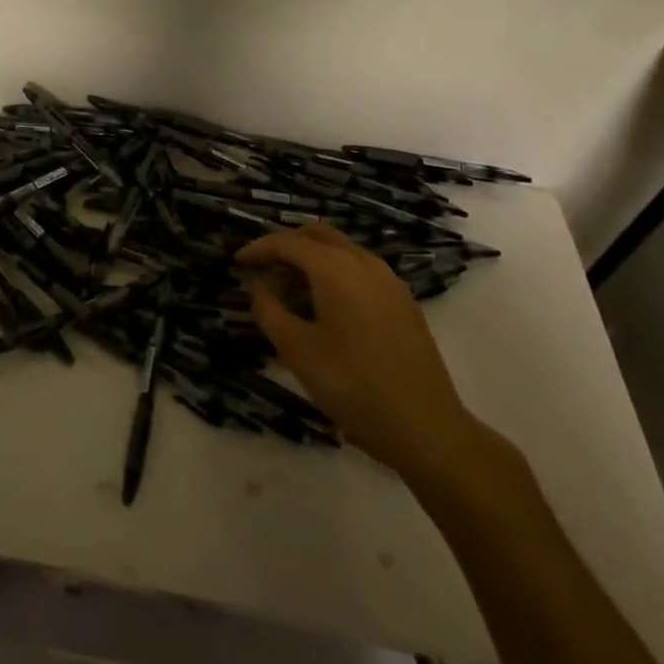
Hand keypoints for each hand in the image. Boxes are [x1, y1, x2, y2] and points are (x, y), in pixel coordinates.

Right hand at [237, 224, 481, 481]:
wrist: (427, 428)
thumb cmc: (353, 386)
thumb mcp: (297, 350)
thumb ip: (269, 311)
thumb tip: (259, 287)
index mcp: (334, 267)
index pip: (286, 242)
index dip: (257, 249)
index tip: (236, 263)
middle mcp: (363, 262)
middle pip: (316, 235)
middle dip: (286, 246)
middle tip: (263, 271)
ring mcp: (388, 281)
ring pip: (341, 251)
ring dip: (311, 260)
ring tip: (290, 293)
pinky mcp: (404, 302)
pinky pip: (360, 270)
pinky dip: (335, 274)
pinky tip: (326, 309)